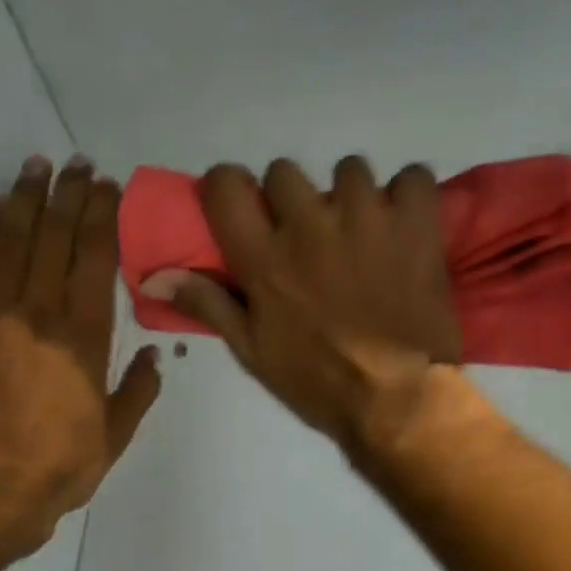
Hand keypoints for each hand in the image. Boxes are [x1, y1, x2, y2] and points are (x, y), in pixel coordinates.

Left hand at [0, 155, 160, 570]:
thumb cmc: (56, 472)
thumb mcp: (114, 439)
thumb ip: (137, 392)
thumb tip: (153, 355)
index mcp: (82, 340)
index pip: (93, 259)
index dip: (101, 217)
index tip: (106, 186)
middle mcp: (36, 314)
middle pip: (52, 238)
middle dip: (66, 195)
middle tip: (75, 163)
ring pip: (7, 241)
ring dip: (22, 199)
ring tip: (34, 167)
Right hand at [138, 157, 459, 457]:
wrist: (396, 399)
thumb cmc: (317, 382)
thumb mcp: (253, 352)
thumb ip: (208, 304)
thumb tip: (155, 277)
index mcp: (264, 257)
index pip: (226, 185)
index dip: (228, 189)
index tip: (240, 210)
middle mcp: (309, 224)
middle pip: (284, 171)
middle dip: (289, 199)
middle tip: (306, 236)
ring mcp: (366, 217)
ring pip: (348, 171)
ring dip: (349, 199)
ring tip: (361, 237)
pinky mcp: (415, 223)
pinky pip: (412, 177)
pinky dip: (407, 198)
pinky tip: (403, 229)